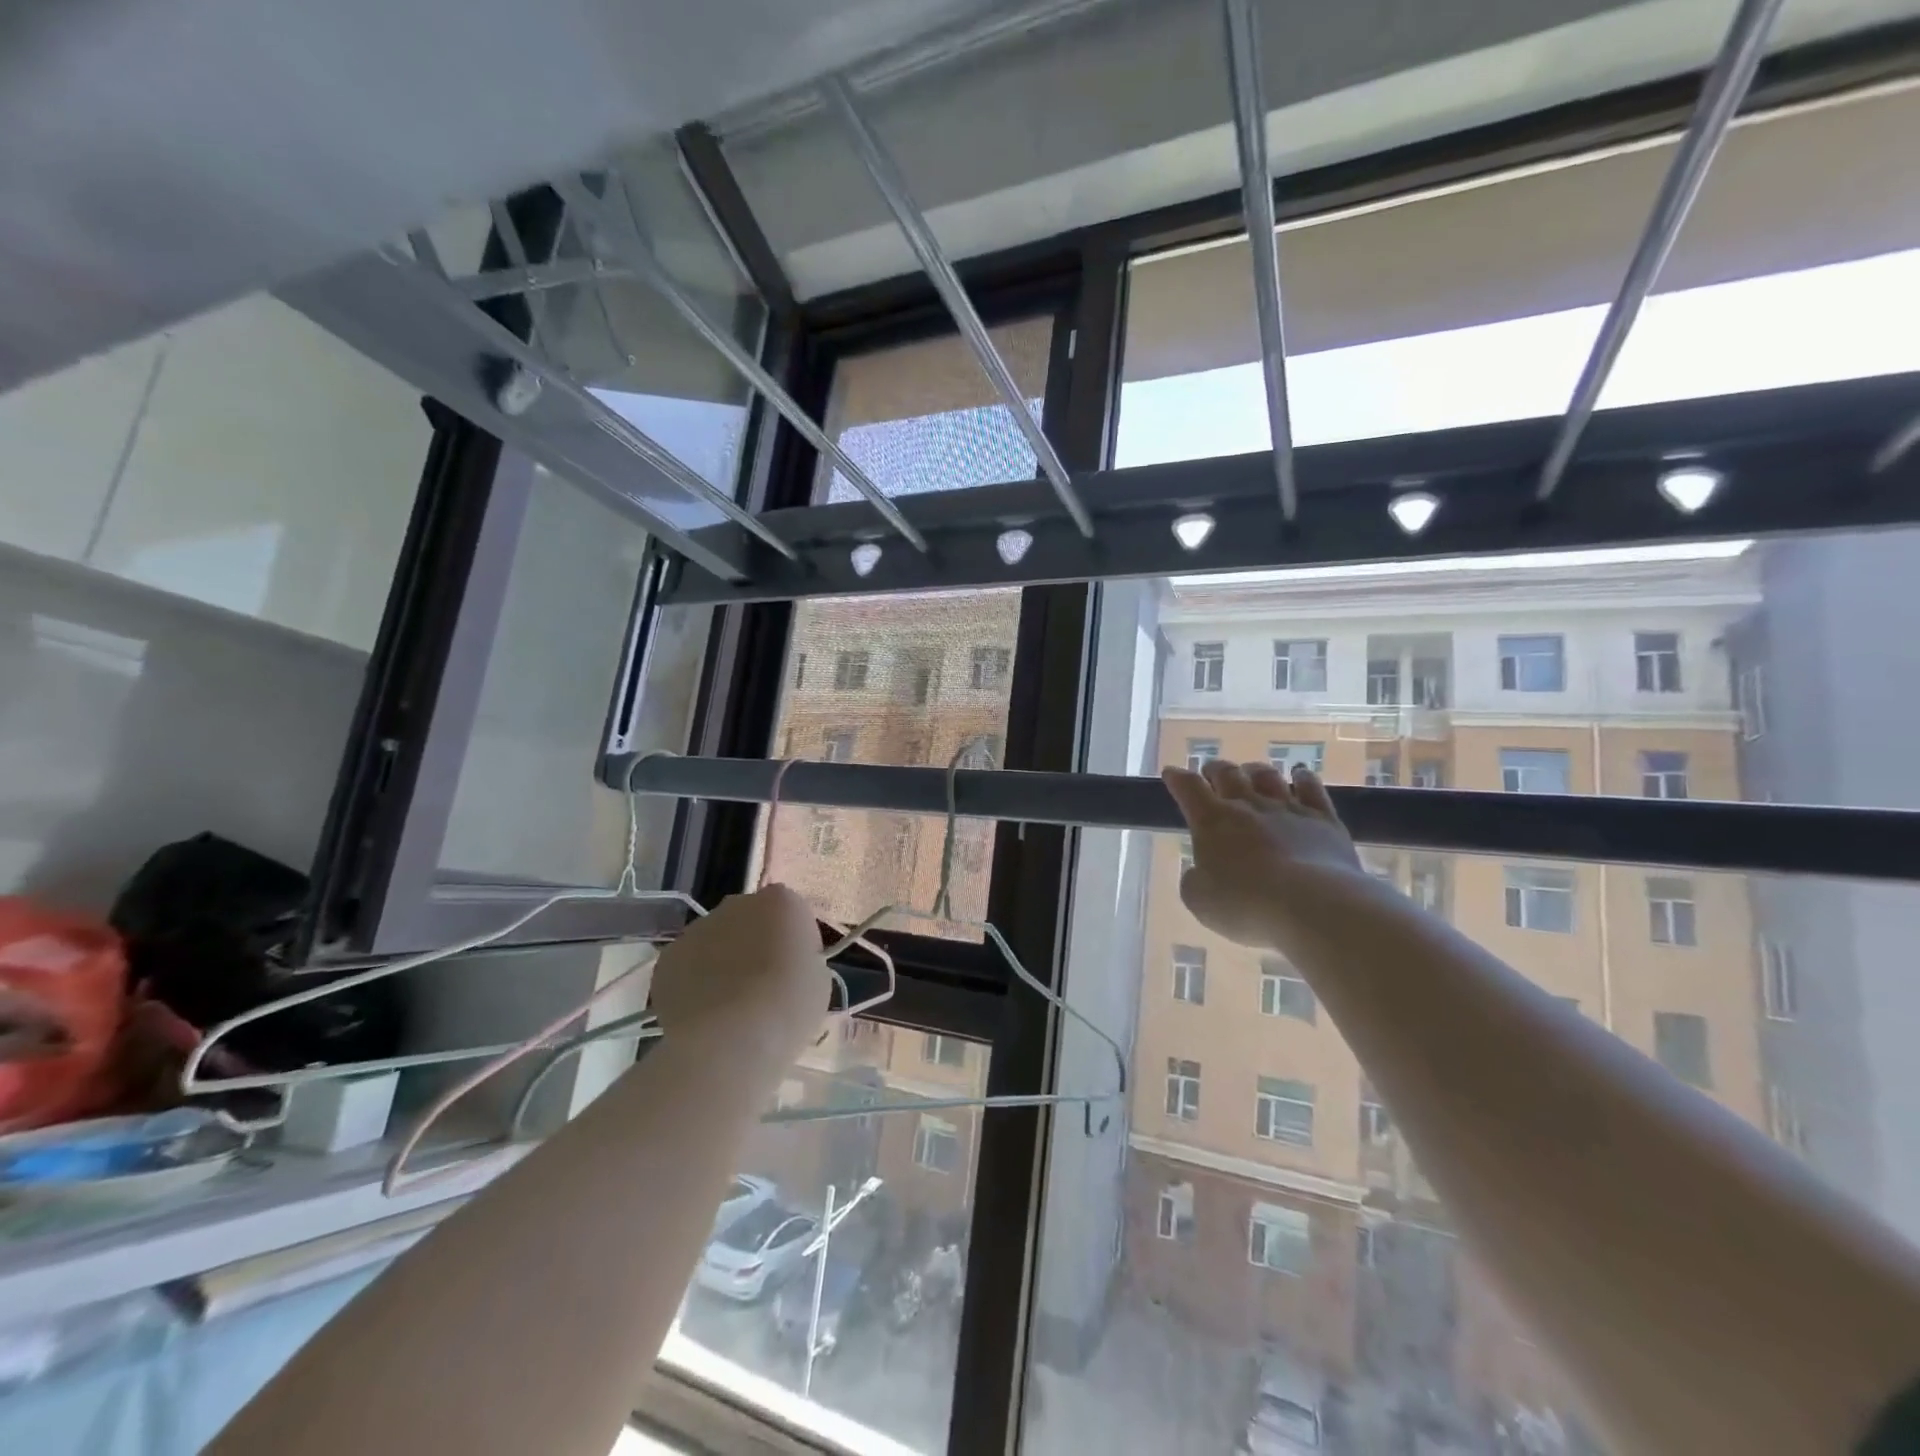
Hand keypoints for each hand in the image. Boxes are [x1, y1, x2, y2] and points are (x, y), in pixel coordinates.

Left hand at [648, 884, 830, 1060]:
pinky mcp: (668, 958)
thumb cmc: (789, 1006)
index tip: (794, 969)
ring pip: (715, 940)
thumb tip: (783, 965)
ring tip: (729, 1006)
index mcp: (780, 902)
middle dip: (754, 943)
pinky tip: (703, 1013)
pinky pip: (688, 965)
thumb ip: (800, 959)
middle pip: (749, 919)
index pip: (789, 912)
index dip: (792, 941)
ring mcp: (698, 928)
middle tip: (762, 985)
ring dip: (722, 961)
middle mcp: (737, 905)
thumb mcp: (818, 979)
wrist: (733, 1039)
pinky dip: (694, 982)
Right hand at [1162, 760, 1367, 949]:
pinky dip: (1303, 778)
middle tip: (1211, 772)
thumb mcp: (1200, 900)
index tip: (1171, 772)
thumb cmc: (1246, 904)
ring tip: (1251, 772)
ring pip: (1267, 776)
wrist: (1313, 905)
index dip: (1177, 778)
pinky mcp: (1324, 820)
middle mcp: (1248, 806)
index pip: (1188, 788)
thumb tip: (1199, 871)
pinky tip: (1301, 775)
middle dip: (1215, 769)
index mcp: (1212, 821)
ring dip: (1255, 770)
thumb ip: (1194, 880)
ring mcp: (1288, 809)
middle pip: (1228, 774)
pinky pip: (1312, 788)